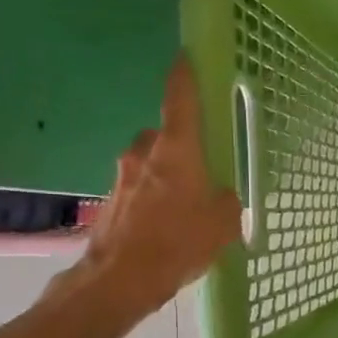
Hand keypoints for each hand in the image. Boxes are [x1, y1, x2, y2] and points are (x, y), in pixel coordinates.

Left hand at [49, 55, 241, 316]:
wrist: (118, 280)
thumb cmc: (177, 244)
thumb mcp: (221, 224)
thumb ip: (227, 201)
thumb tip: (221, 195)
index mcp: (176, 149)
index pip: (180, 98)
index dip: (185, 75)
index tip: (187, 57)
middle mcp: (145, 152)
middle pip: (165, 135)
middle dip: (182, 147)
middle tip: (202, 171)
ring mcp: (122, 175)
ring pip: (150, 162)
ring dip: (165, 174)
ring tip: (184, 207)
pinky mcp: (110, 198)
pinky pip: (138, 187)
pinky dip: (152, 197)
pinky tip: (164, 226)